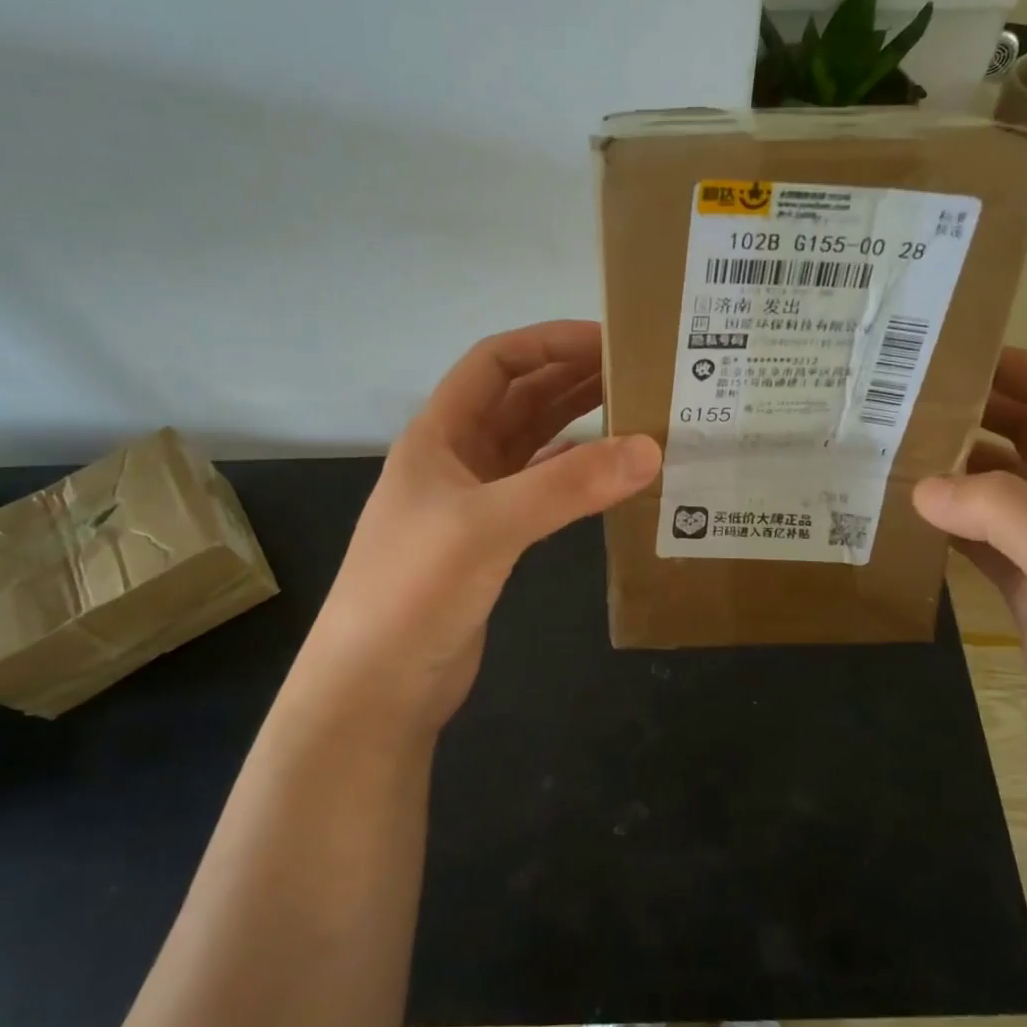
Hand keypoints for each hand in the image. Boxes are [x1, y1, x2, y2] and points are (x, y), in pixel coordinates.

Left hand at [294, 321, 660, 729]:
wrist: (375, 687)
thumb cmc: (413, 590)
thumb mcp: (488, 526)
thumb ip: (568, 486)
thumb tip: (650, 449)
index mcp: (439, 434)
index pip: (495, 362)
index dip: (548, 342)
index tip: (609, 339)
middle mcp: (456, 458)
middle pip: (519, 399)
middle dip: (573, 378)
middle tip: (639, 372)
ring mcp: (473, 502)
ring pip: (533, 444)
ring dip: (578, 423)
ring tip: (636, 411)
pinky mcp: (491, 542)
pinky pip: (540, 490)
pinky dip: (574, 475)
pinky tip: (609, 473)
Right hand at [914, 349, 1026, 810]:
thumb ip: (1005, 513)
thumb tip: (923, 485)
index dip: (1018, 369)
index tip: (949, 354)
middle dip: (973, 413)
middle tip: (899, 401)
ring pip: (999, 490)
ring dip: (953, 469)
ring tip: (888, 453)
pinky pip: (982, 541)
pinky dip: (947, 525)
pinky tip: (905, 519)